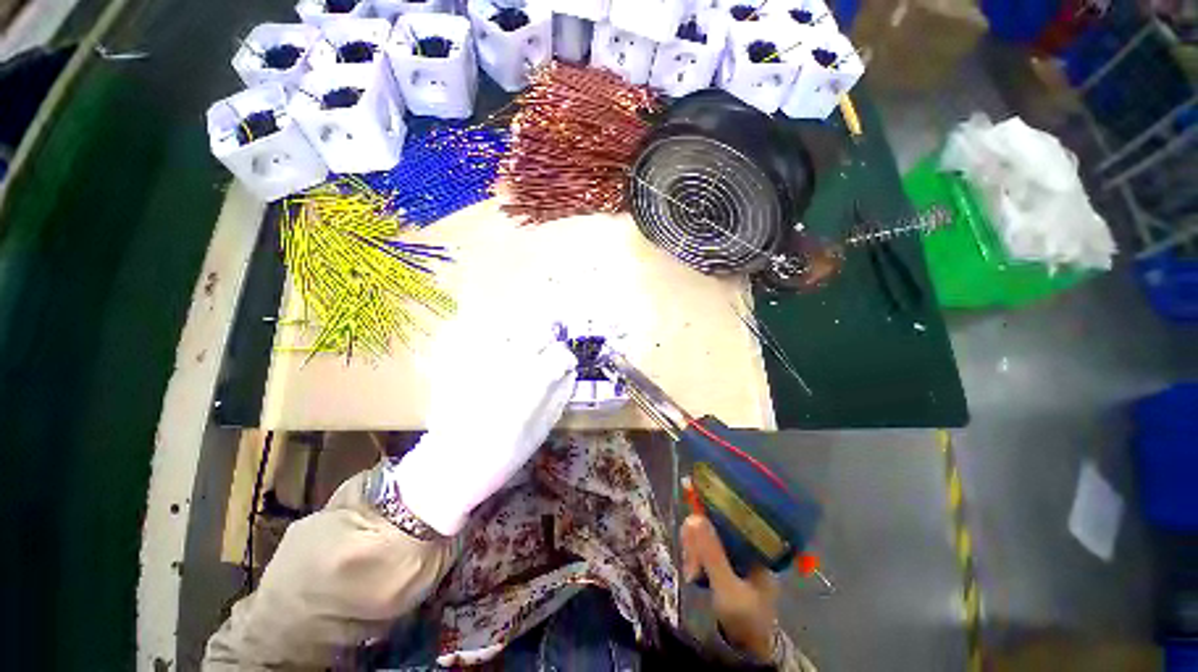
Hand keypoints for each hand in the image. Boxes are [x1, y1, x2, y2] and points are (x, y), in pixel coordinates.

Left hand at [394, 321, 577, 535]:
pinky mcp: (460, 360)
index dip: (566, 360)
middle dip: (546, 344)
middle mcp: (509, 362)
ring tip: (520, 353)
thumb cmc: (500, 457)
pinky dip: (493, 336)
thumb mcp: (540, 431)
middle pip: (537, 333)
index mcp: (532, 382)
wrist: (448, 466)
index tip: (564, 369)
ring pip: (511, 329)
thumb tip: (569, 374)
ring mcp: (482, 358)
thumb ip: (558, 397)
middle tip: (543, 359)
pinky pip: (481, 334)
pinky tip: (495, 351)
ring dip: (521, 337)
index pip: (560, 353)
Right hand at [681, 515, 778, 661]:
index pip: (729, 514)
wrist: (747, 649)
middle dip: (698, 540)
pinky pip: (704, 547)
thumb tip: (694, 517)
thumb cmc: (745, 619)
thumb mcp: (728, 589)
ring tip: (691, 573)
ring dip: (694, 550)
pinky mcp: (724, 561)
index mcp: (756, 545)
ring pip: (706, 534)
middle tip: (692, 564)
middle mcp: (746, 543)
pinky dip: (695, 556)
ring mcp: (735, 552)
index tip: (691, 526)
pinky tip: (692, 570)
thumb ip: (712, 555)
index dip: (708, 515)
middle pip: (715, 523)